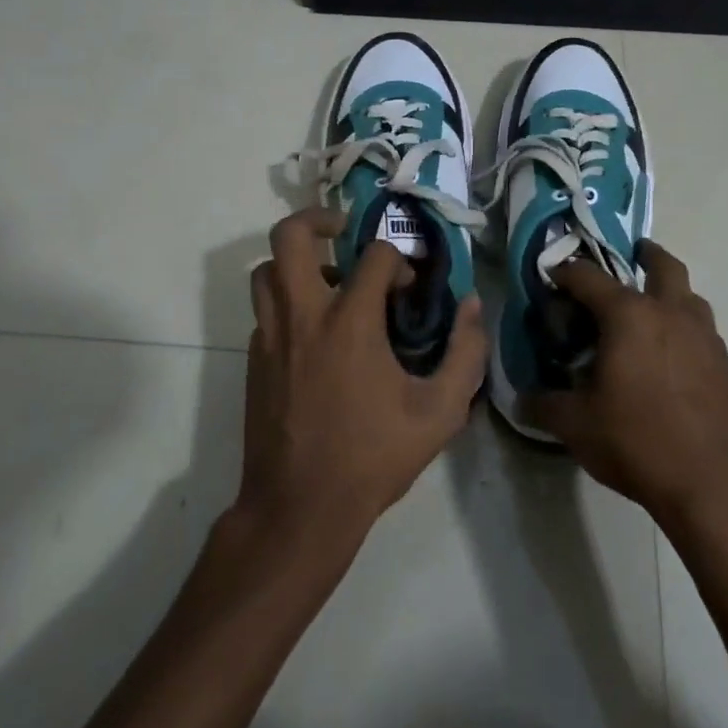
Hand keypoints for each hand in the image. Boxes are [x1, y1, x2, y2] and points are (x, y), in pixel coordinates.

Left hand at [239, 207, 487, 543]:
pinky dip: (287, 301)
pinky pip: (264, 309)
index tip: (412, 287)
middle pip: (290, 237)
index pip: (375, 255)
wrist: (299, 509)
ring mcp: (271, 337)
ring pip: (266, 270)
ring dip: (297, 261)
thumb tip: (473, 306)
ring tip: (329, 281)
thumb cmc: (373, 457)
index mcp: (350, 322)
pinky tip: (315, 331)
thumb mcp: (441, 412)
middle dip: (318, 219)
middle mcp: (303, 316)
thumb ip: (466, 353)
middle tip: (344, 229)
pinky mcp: (253, 360)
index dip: (401, 260)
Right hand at [530, 241, 727, 526]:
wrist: (719, 485)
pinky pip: (701, 330)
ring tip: (648, 313)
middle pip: (662, 265)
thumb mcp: (577, 425)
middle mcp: (671, 313)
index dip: (565, 272)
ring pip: (689, 296)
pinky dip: (683, 328)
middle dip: (644, 254)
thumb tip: (522, 400)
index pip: (588, 277)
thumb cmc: (639, 442)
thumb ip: (544, 405)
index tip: (551, 276)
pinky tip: (670, 359)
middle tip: (630, 257)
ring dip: (669, 292)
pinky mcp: (727, 366)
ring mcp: (706, 337)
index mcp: (630, 315)